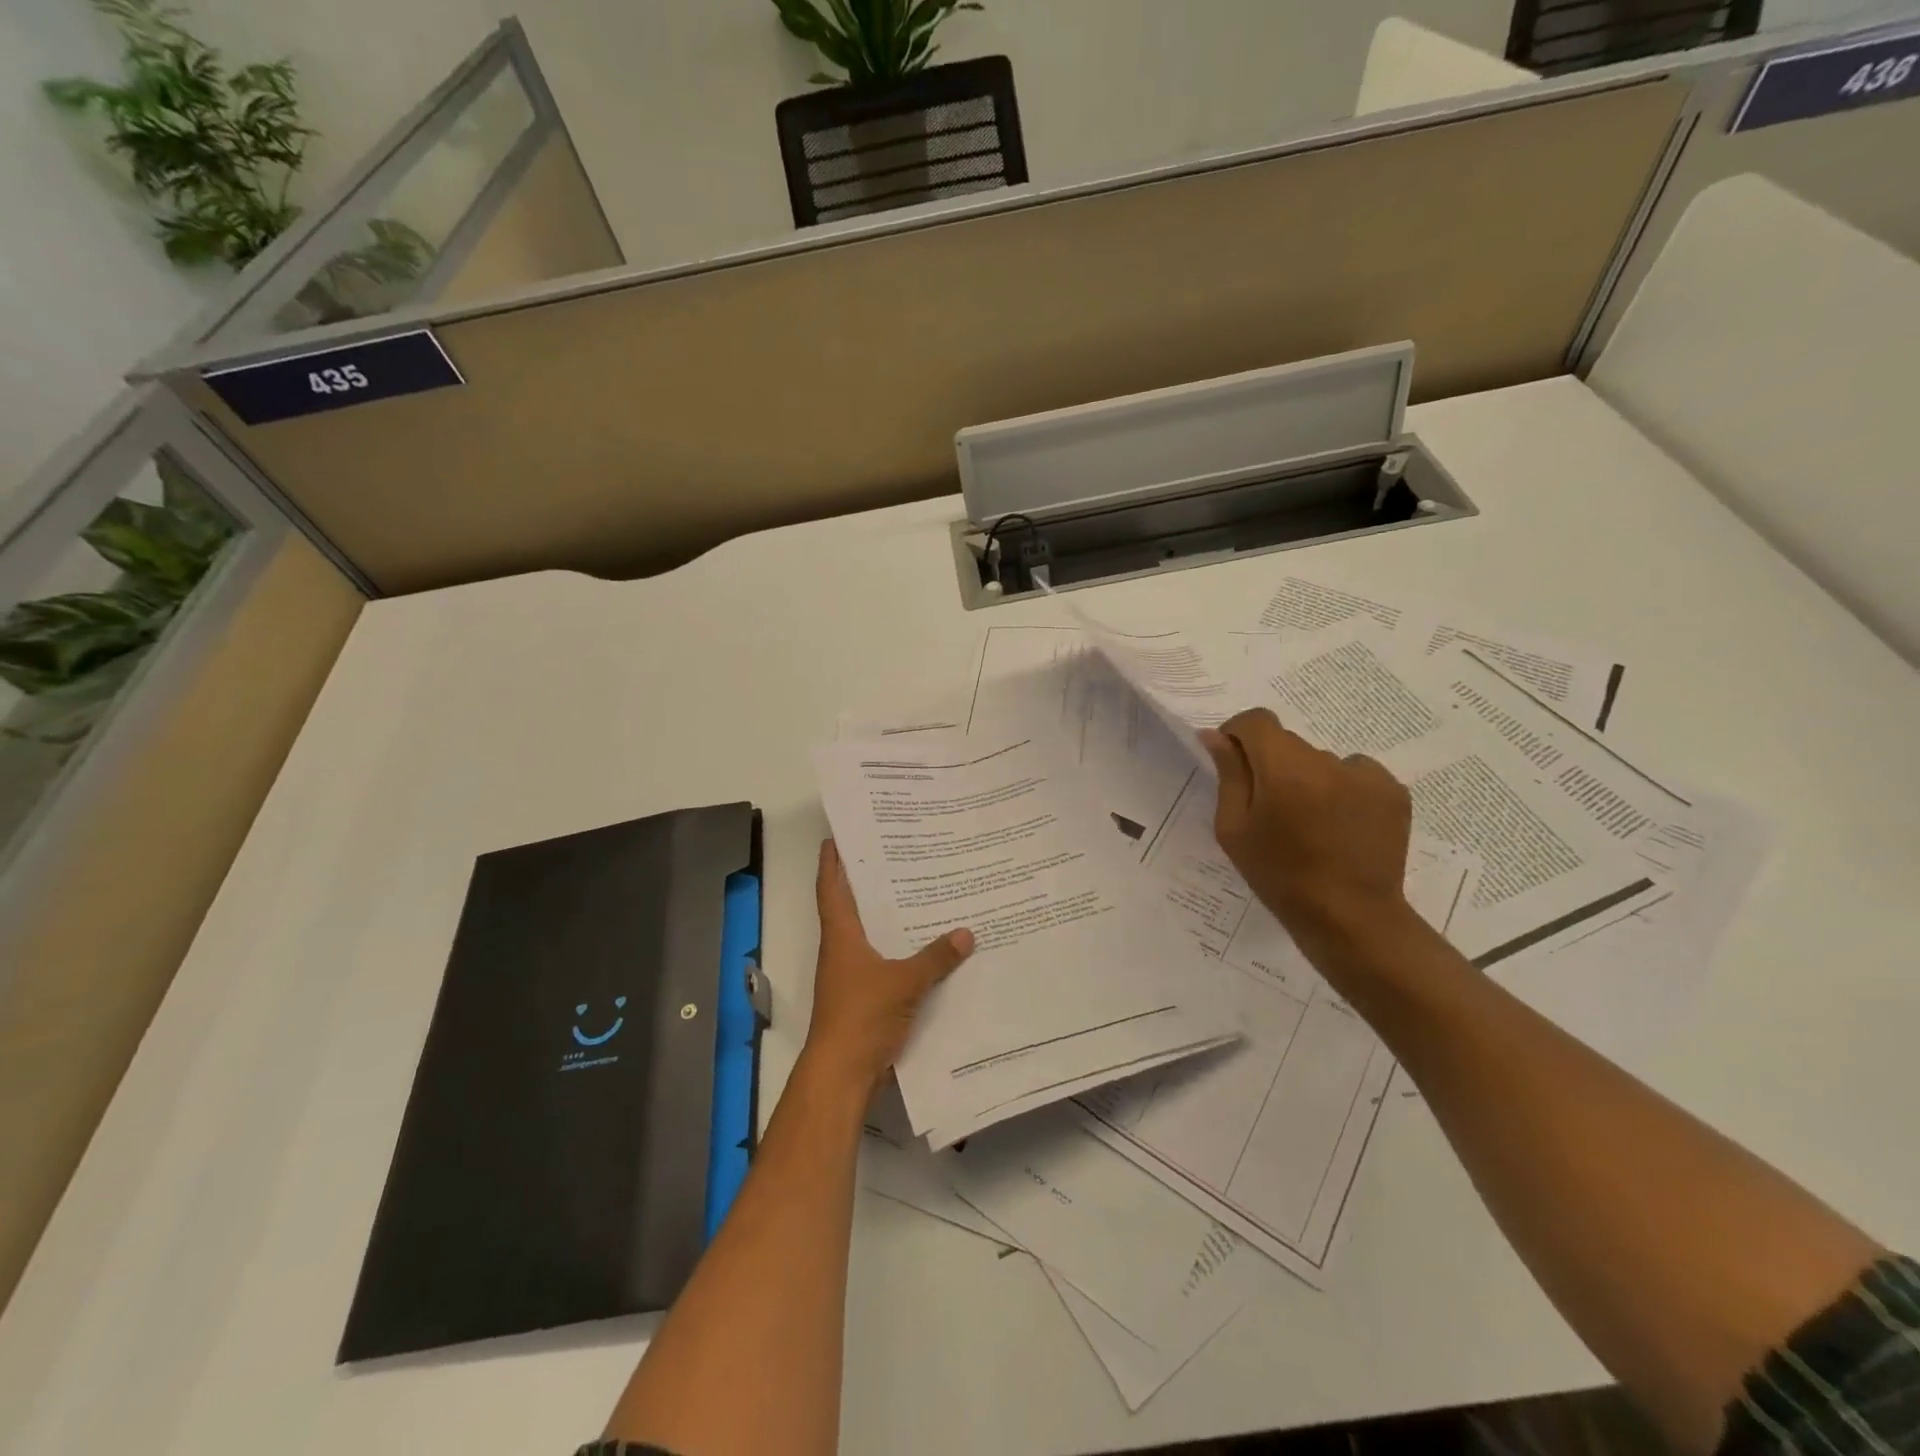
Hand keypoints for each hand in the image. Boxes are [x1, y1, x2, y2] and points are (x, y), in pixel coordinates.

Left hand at [802, 839, 973, 1094]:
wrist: (843, 1073)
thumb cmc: (861, 1015)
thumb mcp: (903, 982)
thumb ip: (935, 958)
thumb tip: (966, 933)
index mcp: (841, 936)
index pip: (831, 889)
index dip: (832, 863)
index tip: (837, 838)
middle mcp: (843, 950)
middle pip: (853, 909)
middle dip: (869, 884)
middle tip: (898, 858)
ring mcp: (853, 976)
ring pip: (872, 937)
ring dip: (889, 920)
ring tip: (921, 896)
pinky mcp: (866, 998)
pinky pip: (886, 964)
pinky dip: (903, 953)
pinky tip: (930, 950)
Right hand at [1200, 708, 1413, 950]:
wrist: (1351, 917)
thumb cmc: (1279, 876)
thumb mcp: (1234, 829)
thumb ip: (1228, 775)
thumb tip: (1216, 736)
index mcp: (1284, 768)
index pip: (1256, 720)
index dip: (1238, 735)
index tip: (1234, 764)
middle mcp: (1328, 760)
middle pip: (1288, 743)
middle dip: (1273, 764)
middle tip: (1271, 809)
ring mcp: (1367, 774)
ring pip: (1321, 761)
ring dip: (1308, 779)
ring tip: (1310, 824)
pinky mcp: (1393, 791)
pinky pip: (1355, 774)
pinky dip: (1342, 790)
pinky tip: (1340, 825)